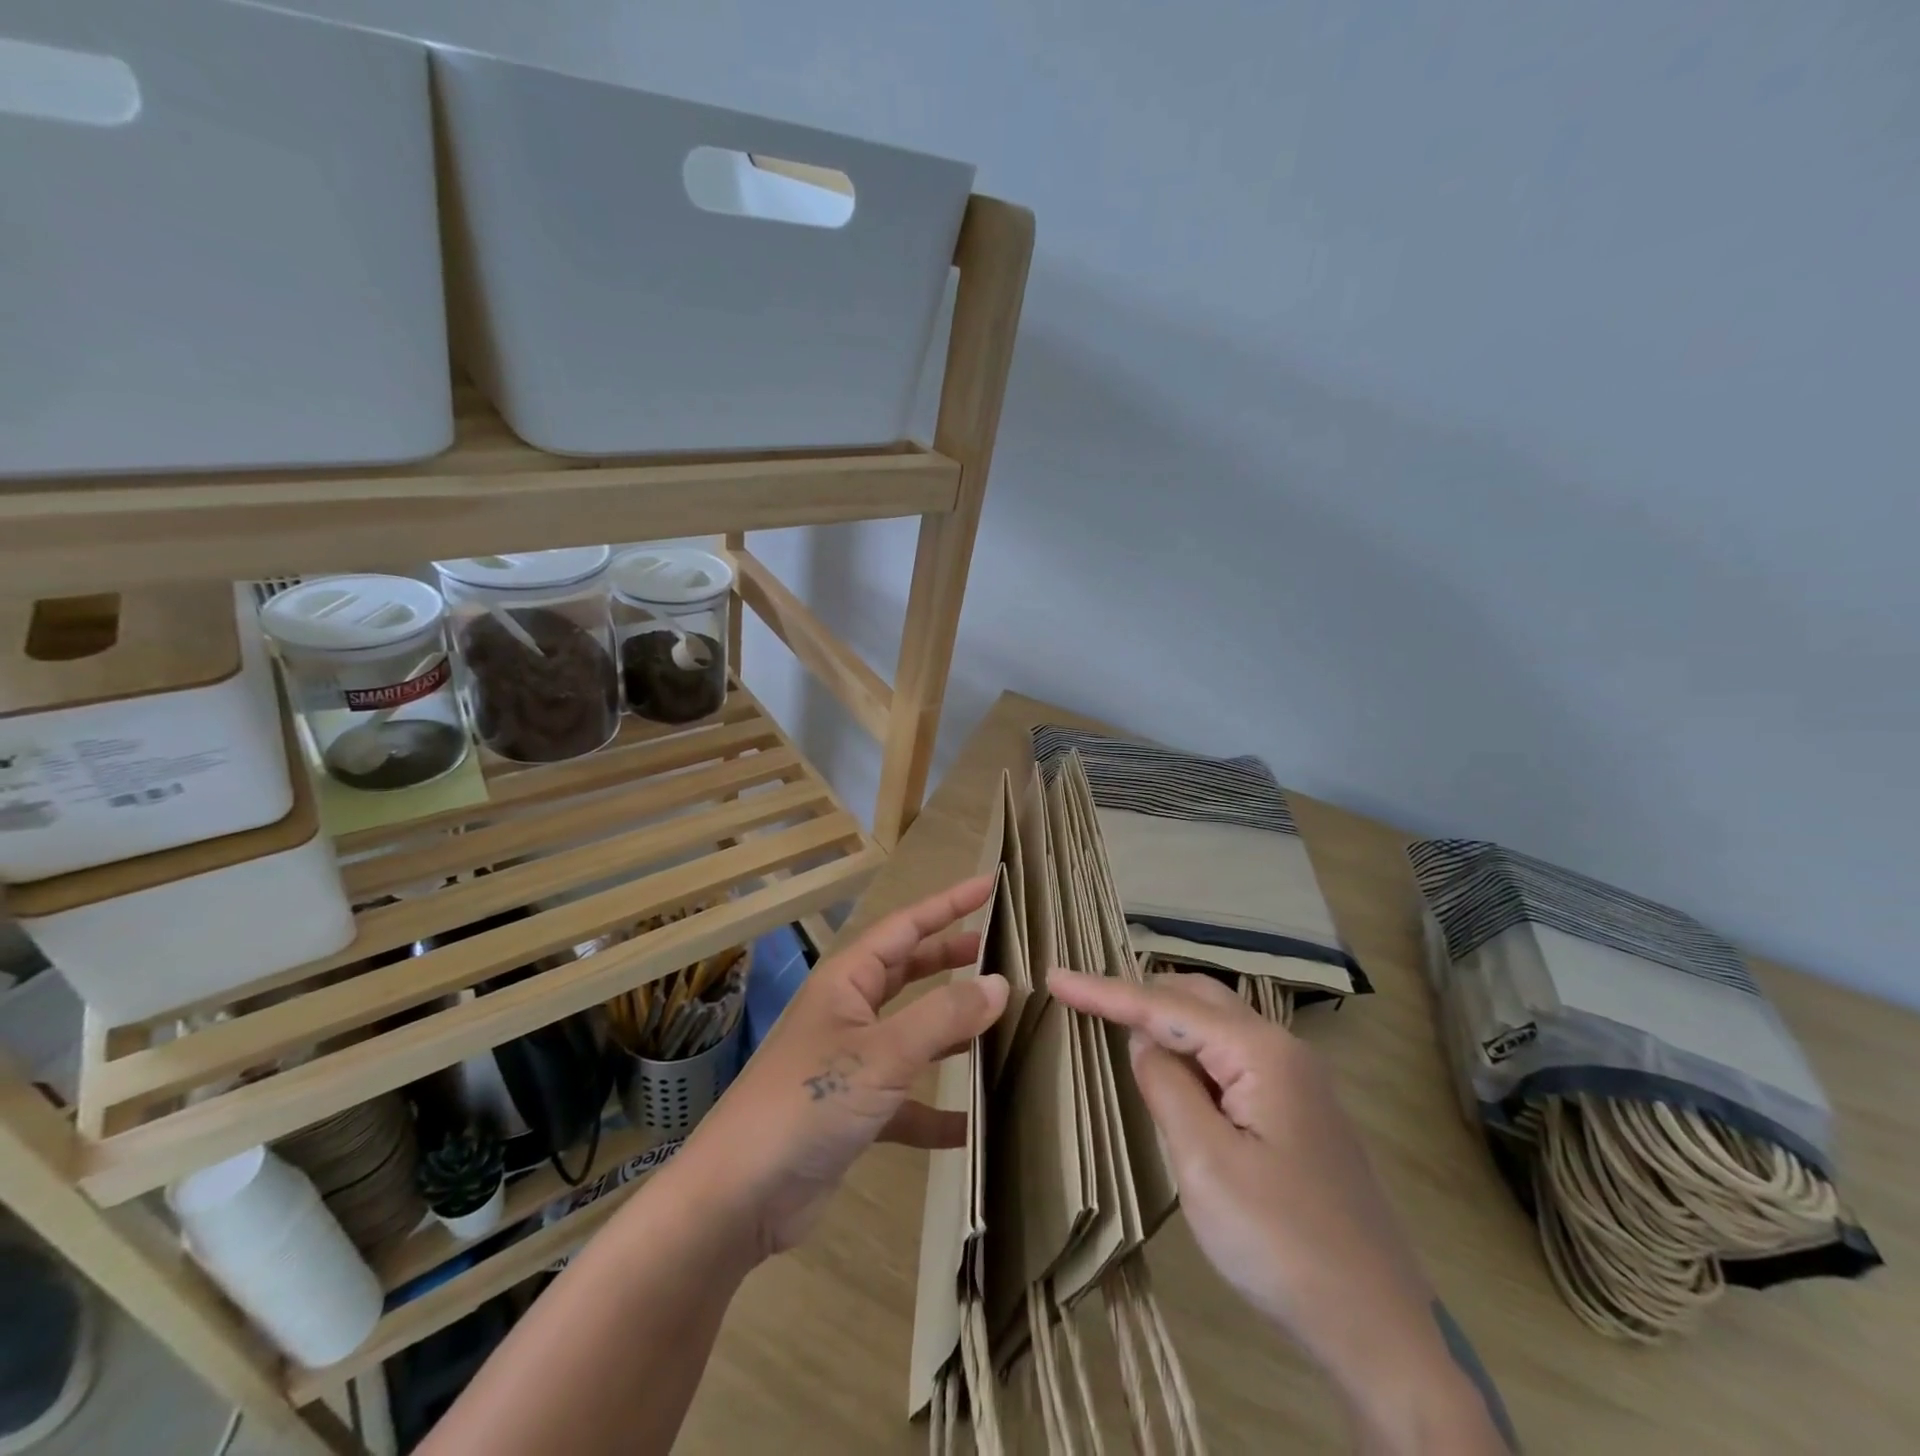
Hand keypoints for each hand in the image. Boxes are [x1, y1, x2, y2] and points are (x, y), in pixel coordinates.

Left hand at [680, 876, 1008, 1261]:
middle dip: (950, 959)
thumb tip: (999, 983)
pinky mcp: (854, 1113)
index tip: (989, 886)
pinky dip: (936, 1110)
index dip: (948, 905)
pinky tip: (974, 1126)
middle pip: (908, 973)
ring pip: (912, 1034)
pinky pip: (906, 1102)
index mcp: (848, 982)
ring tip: (1000, 1023)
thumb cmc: (809, 1102)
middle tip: (999, 951)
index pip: (905, 927)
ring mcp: (850, 1064)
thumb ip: (943, 1016)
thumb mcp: (882, 1054)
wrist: (739, 1196)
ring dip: (951, 1030)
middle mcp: (849, 1014)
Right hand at [1047, 969, 1512, 1454]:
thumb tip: (1144, 1041)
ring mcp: (1297, 1080)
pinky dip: (1191, 1052)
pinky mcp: (1299, 1110)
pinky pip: (1232, 1058)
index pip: (1166, 1005)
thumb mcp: (1205, 1165)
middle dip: (1138, 994)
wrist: (1382, 1330)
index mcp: (1261, 1053)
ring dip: (1165, 1020)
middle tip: (1083, 1000)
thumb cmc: (1283, 1245)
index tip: (1055, 977)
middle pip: (1196, 999)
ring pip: (1216, 1026)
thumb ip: (1167, 1087)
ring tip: (1115, 1024)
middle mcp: (1283, 1050)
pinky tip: (1173, 1070)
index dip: (1105, 991)